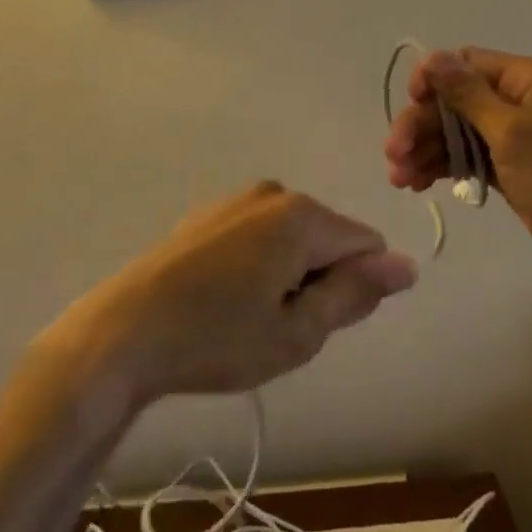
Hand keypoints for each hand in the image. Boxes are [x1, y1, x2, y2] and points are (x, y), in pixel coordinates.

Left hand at [53, 182, 417, 405]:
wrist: (125, 332)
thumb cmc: (218, 339)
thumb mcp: (297, 332)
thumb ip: (355, 293)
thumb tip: (406, 265)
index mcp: (302, 215)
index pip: (366, 245)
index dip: (353, 290)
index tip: (313, 322)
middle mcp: (275, 192)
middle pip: (328, 239)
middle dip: (317, 281)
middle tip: (275, 327)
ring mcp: (238, 198)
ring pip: (293, 238)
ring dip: (287, 276)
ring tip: (245, 317)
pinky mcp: (210, 212)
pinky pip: (259, 235)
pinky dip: (257, 265)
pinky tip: (221, 299)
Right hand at [385, 48, 531, 287]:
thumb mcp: (514, 134)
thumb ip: (468, 94)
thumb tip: (432, 56)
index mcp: (530, 79)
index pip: (467, 63)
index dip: (433, 80)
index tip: (410, 105)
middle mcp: (522, 101)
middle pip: (457, 100)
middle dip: (423, 124)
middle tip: (393, 155)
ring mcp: (519, 139)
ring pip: (459, 132)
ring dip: (426, 149)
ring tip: (399, 180)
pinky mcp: (515, 172)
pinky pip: (470, 158)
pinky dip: (444, 167)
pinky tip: (417, 184)